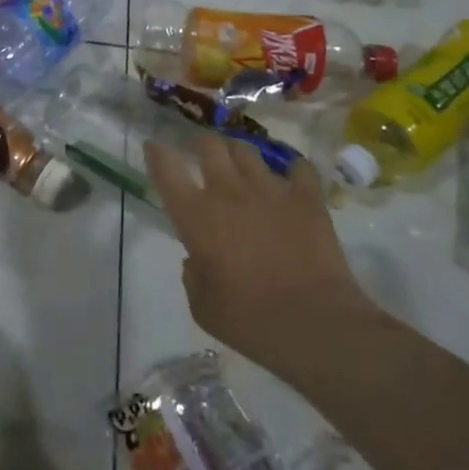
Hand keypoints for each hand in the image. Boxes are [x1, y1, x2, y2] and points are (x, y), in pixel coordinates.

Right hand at [144, 136, 385, 383]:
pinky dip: (293, 172)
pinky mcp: (306, 197)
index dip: (157, 154)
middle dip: (203, 145)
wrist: (313, 323)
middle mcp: (228, 192)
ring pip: (246, 150)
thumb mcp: (203, 308)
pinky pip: (299, 168)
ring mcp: (269, 189)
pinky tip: (293, 181)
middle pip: (209, 145)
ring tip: (243, 166)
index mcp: (196, 217)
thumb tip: (196, 259)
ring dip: (239, 155)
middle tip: (204, 156)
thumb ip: (193, 276)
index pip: (167, 170)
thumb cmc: (250, 321)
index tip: (154, 147)